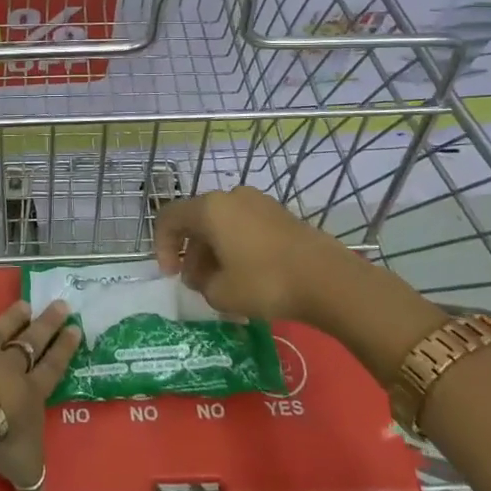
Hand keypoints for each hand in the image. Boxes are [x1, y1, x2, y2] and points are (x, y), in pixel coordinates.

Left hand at [0, 299, 79, 490]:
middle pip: (32, 340)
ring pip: (1, 328)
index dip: (64, 350)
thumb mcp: (23, 467)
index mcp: (30, 392)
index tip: (76, 328)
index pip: (52, 368)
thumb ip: (30, 476)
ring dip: (12, 316)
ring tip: (24, 303)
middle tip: (61, 304)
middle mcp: (8, 365)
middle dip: (47, 324)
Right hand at [153, 186, 352, 323]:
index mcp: (209, 209)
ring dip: (215, 252)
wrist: (328, 280)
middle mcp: (231, 196)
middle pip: (197, 221)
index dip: (162, 246)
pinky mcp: (281, 215)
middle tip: (197, 285)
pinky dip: (237, 248)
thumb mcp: (221, 293)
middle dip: (191, 253)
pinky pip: (246, 228)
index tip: (171, 276)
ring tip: (223, 285)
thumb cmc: (266, 282)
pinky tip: (248, 277)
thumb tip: (206, 278)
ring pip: (223, 225)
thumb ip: (202, 284)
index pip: (169, 218)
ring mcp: (259, 203)